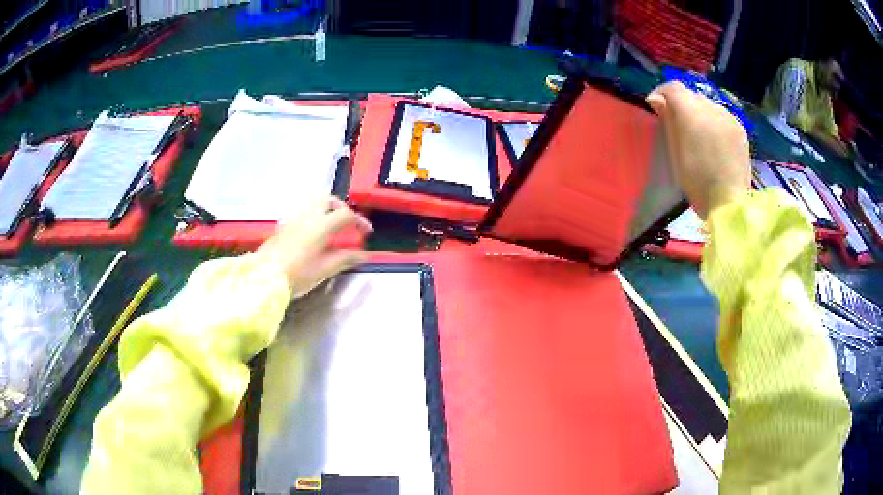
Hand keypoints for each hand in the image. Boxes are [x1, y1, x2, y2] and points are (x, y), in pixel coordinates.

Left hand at [257, 196, 372, 297]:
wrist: (265, 277)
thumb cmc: (297, 275)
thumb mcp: (325, 269)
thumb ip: (345, 259)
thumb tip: (362, 255)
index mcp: (321, 225)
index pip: (345, 214)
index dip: (359, 221)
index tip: (366, 231)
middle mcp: (307, 216)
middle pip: (327, 199)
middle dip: (341, 207)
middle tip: (347, 221)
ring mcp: (293, 219)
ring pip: (312, 203)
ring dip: (325, 209)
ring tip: (330, 226)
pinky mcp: (283, 226)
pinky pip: (301, 212)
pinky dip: (312, 216)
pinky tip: (312, 233)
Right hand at [646, 82, 750, 218]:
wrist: (730, 203)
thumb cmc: (697, 182)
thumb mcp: (675, 153)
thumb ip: (668, 121)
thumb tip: (656, 99)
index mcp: (691, 112)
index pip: (673, 88)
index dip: (661, 93)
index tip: (655, 107)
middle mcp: (711, 107)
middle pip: (691, 95)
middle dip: (681, 104)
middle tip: (677, 125)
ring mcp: (728, 117)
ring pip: (708, 105)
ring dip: (699, 113)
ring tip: (698, 135)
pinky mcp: (740, 129)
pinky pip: (722, 117)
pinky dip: (714, 123)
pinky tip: (714, 142)